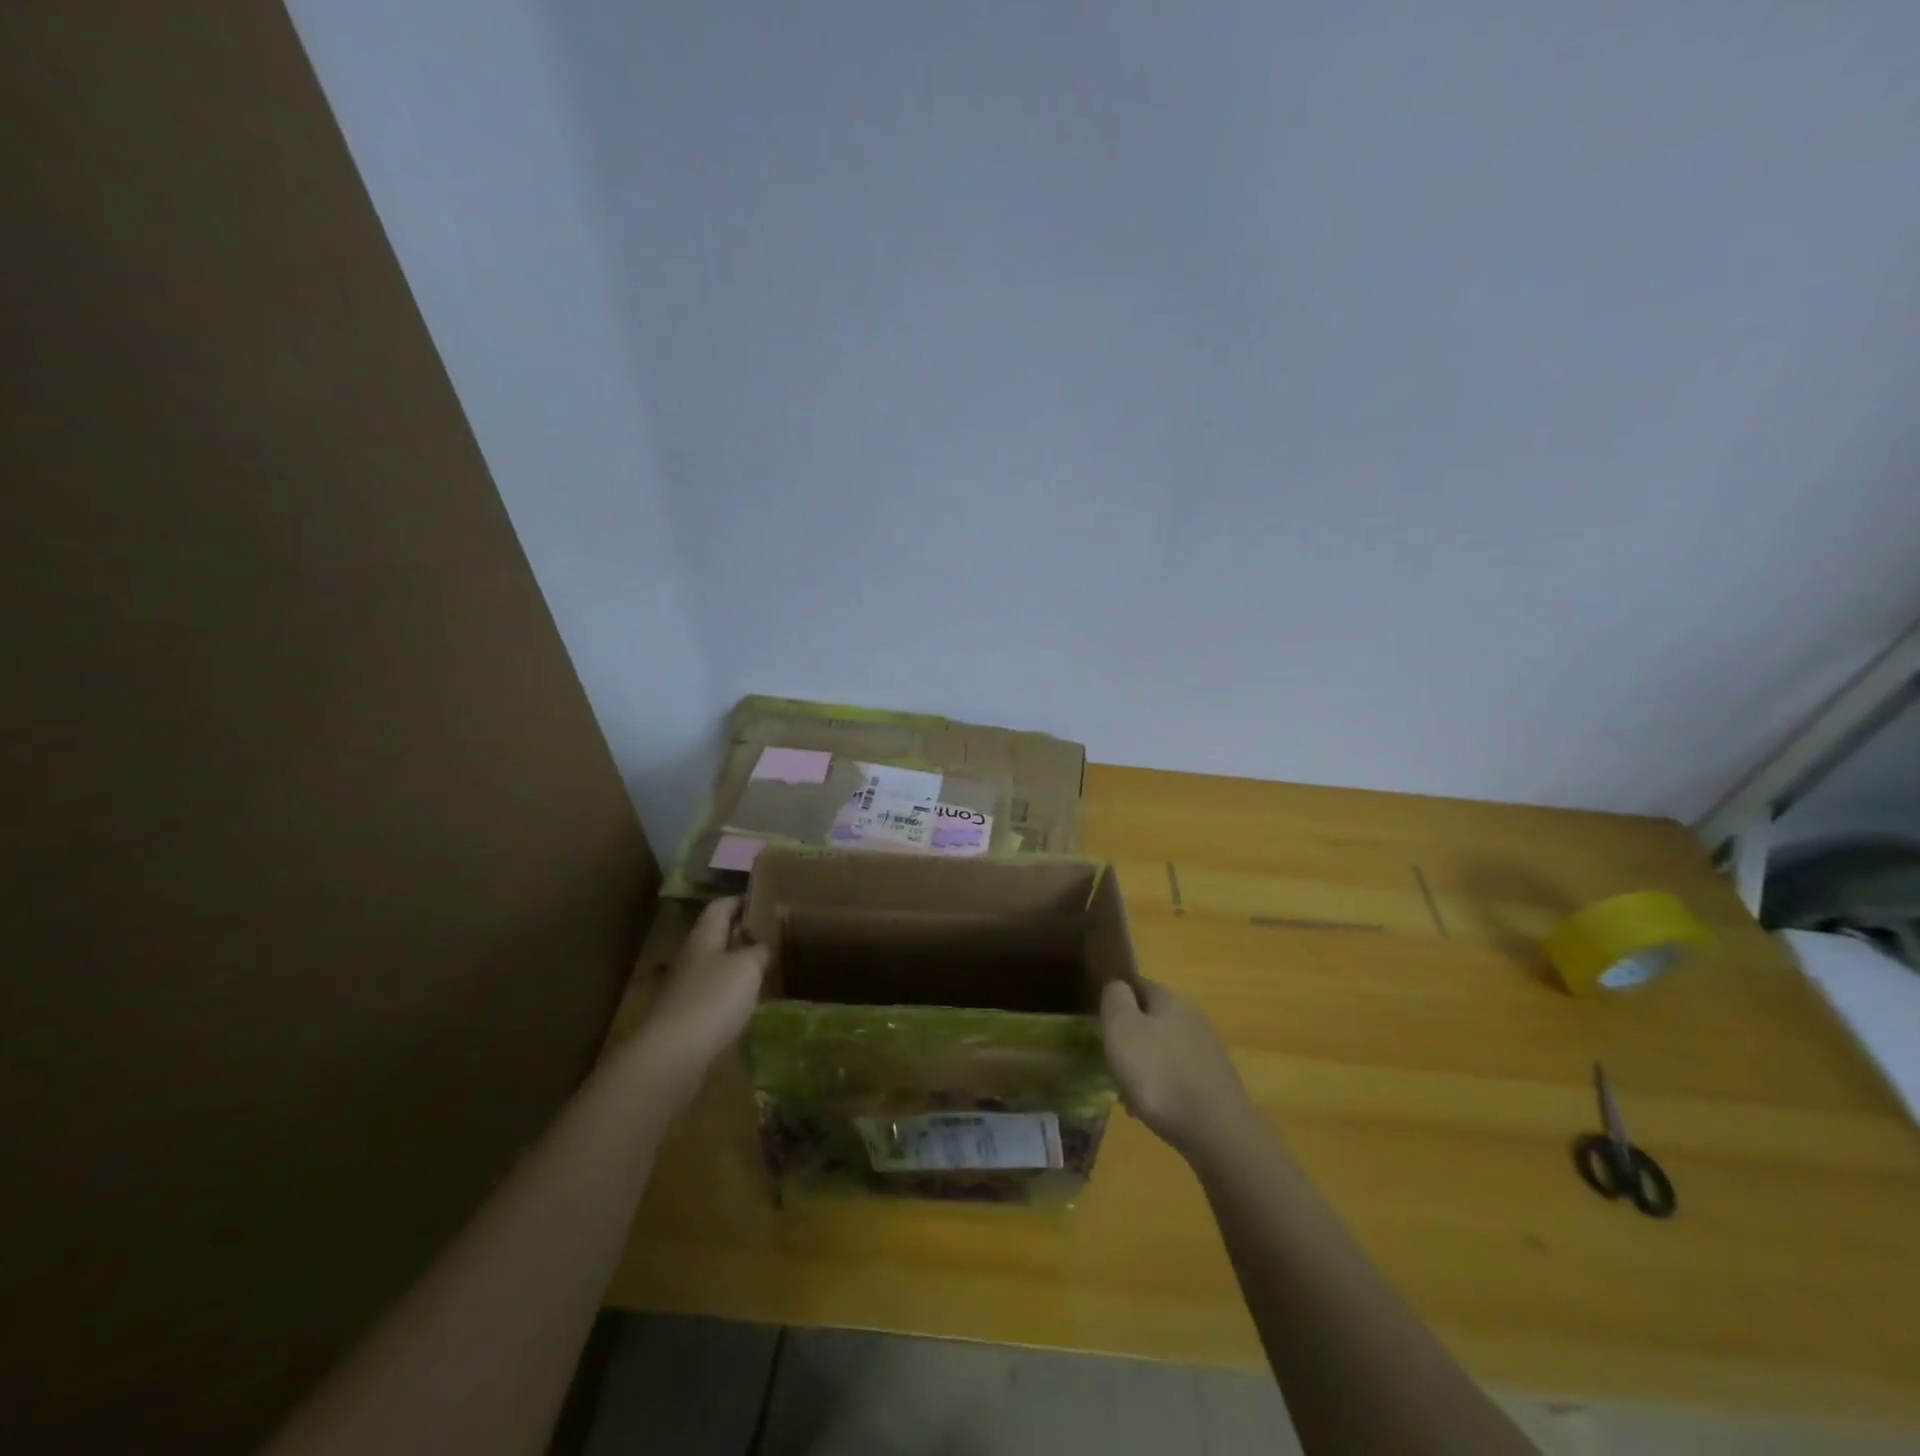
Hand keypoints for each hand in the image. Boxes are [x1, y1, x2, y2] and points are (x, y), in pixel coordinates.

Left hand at [631, 897, 768, 1103]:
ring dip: (740, 964)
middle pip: (717, 936)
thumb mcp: (747, 967)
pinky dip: (733, 992)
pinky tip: (751, 1001)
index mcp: (703, 938)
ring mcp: (687, 989)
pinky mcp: (688, 1018)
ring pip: (717, 966)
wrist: (672, 1056)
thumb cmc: (712, 999)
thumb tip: (764, 946)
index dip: (742, 899)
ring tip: (769, 965)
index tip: (767, 898)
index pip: (721, 907)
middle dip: (743, 932)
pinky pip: (715, 995)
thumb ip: (759, 950)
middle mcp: (692, 958)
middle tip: (774, 932)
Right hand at [1100, 978, 1257, 1159]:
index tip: (1099, 1022)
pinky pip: (1179, 1076)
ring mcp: (1208, 1051)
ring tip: (1126, 1095)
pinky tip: (1151, 1111)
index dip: (1116, 999)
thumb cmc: (1159, 1074)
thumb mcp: (1122, 1028)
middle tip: (1110, 1062)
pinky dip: (1162, 1088)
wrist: (1217, 1132)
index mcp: (1171, 999)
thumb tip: (1117, 985)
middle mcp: (1193, 1018)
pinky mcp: (1216, 1083)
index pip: (1138, 984)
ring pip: (1164, 1050)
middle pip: (1152, 1019)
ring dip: (1144, 1066)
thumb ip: (1115, 998)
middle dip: (1130, 1038)